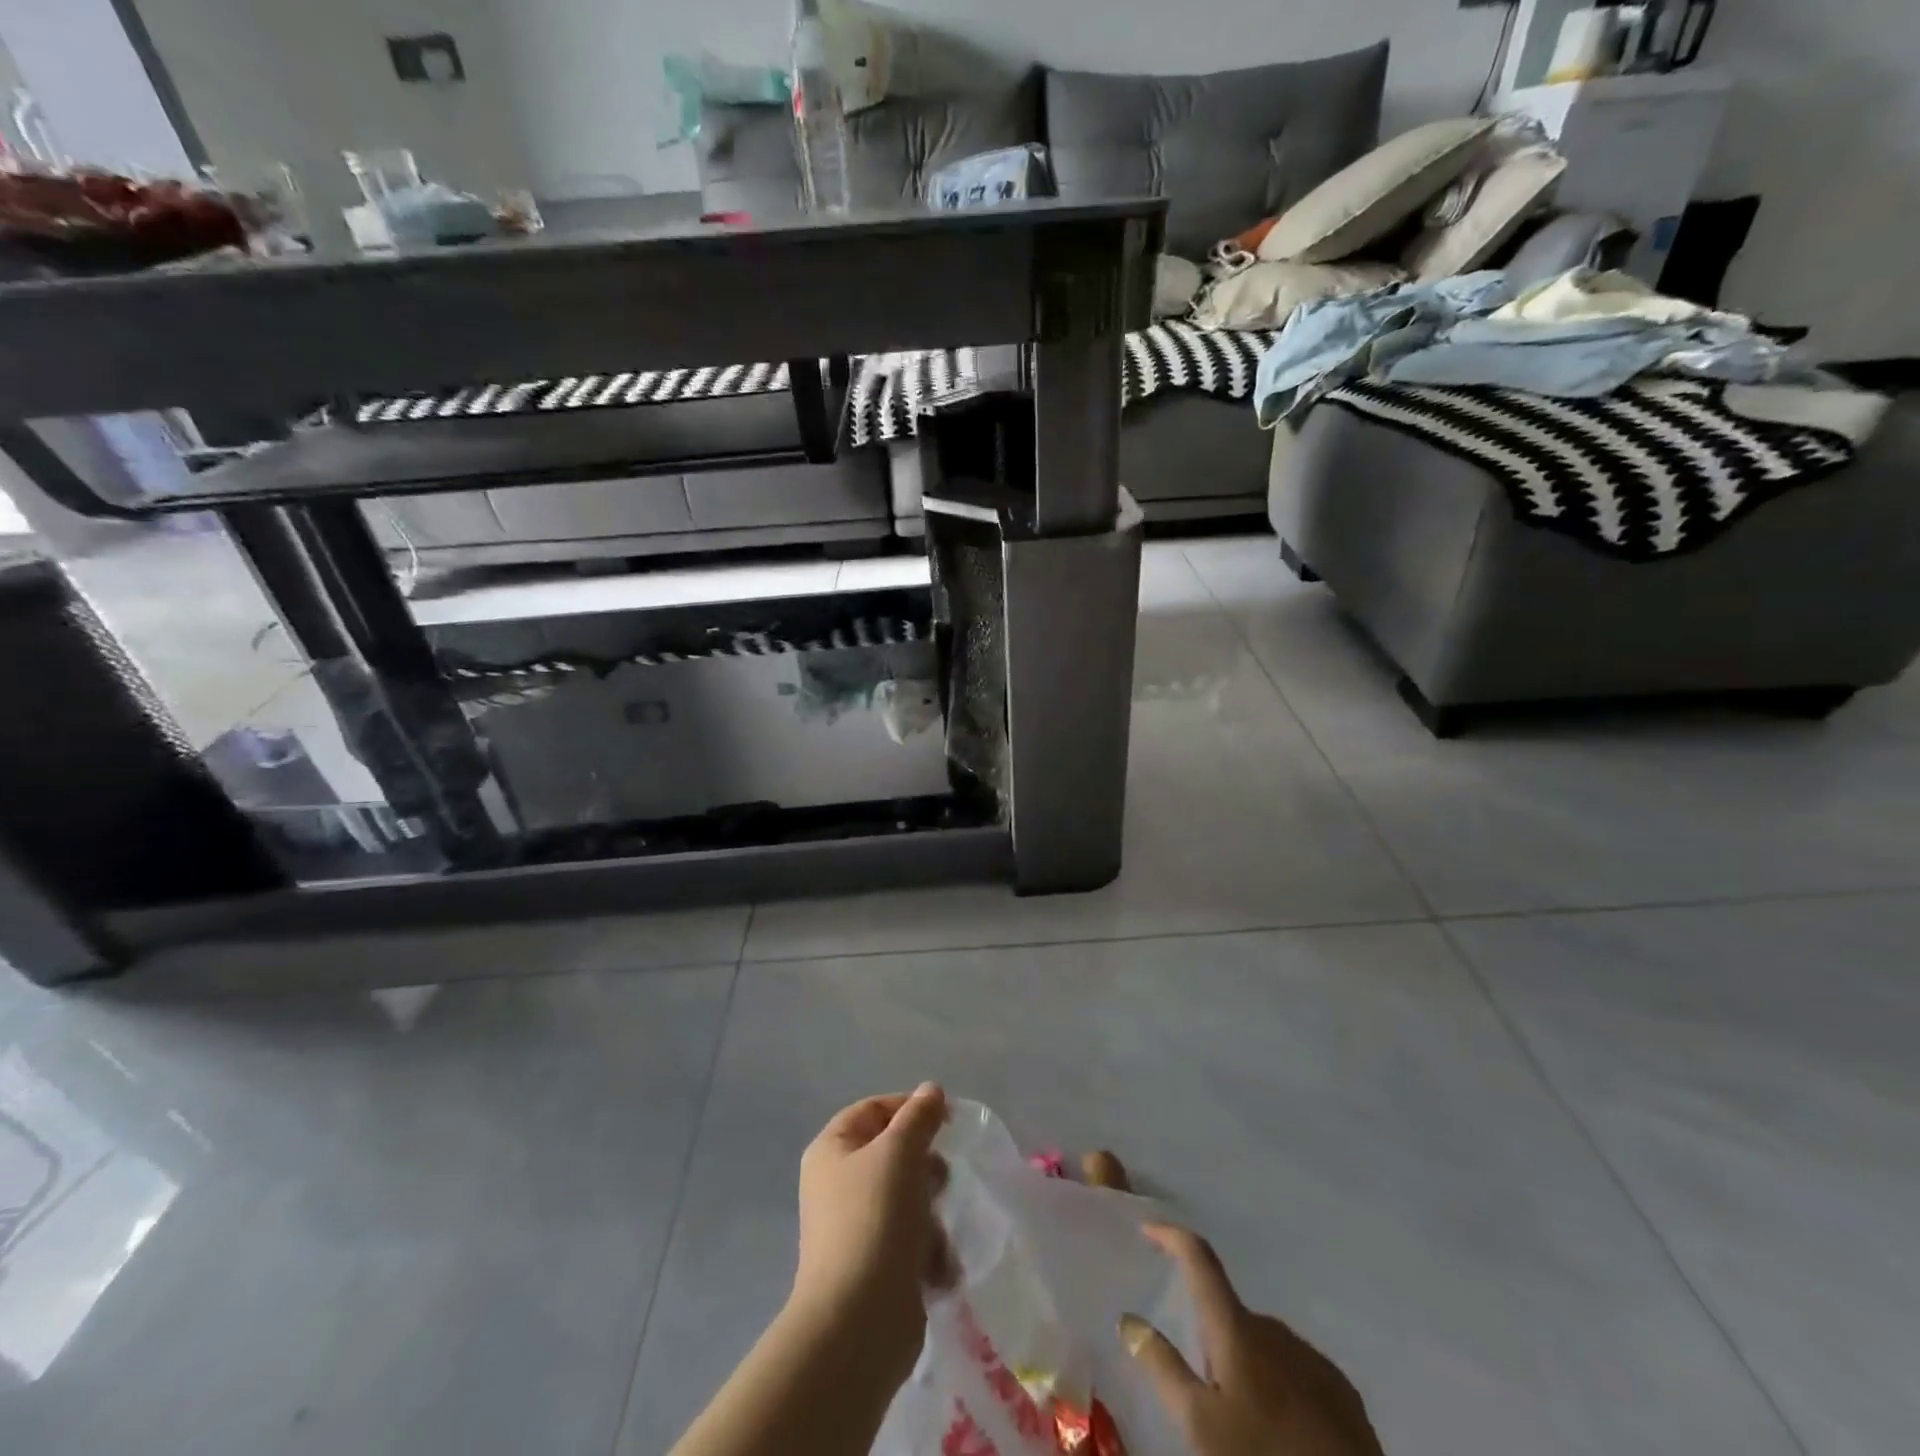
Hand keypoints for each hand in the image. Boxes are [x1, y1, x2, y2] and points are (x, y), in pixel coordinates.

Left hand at [792, 1083, 952, 1377]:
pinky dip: (927, 1252)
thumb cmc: (875, 1219)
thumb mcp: (900, 1152)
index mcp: (832, 1150)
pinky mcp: (875, 1268)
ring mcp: (855, 1228)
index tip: (947, 1121)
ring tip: (934, 1237)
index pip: (874, 1109)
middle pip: (894, 1154)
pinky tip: (935, 1269)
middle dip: (924, 1168)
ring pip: (909, 1199)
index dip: (910, 1109)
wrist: (859, 1323)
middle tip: (939, 1181)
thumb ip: (919, 1117)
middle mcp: (837, 1184)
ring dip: (931, 1215)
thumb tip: (931, 1090)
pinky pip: (911, 1241)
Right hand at [1121, 1224, 1384, 1455]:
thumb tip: (1128, 1318)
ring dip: (1245, 1367)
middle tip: (1202, 1392)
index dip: (1172, 1236)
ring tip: (1243, 1423)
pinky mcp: (1342, 1393)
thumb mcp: (1199, 1424)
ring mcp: (1312, 1358)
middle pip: (1229, 1316)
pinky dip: (1277, 1387)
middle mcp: (1274, 1328)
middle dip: (1211, 1340)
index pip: (1199, 1258)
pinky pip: (1294, 1372)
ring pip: (1262, 1347)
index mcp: (1236, 1327)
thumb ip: (1162, 1367)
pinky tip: (1280, 1431)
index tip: (1148, 1227)